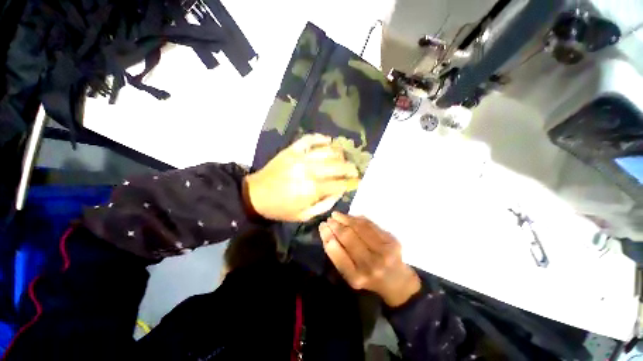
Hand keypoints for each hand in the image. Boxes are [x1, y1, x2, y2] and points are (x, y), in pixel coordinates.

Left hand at [244, 134, 359, 221]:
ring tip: (343, 157)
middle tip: (354, 170)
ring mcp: (300, 157)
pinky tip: (328, 140)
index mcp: (313, 189)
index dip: (352, 182)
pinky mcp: (292, 150)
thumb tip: (340, 192)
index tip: (358, 181)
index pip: (340, 183)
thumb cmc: (281, 208)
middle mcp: (310, 170)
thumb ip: (325, 204)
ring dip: (339, 153)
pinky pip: (309, 139)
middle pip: (338, 165)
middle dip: (350, 168)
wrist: (255, 195)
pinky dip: (321, 138)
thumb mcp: (305, 215)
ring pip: (327, 150)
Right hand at [319, 212, 420, 306]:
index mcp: (356, 277)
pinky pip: (370, 225)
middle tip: (329, 219)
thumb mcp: (351, 276)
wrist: (397, 281)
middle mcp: (370, 265)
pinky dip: (358, 218)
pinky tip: (350, 216)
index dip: (328, 236)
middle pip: (348, 238)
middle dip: (336, 225)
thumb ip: (339, 257)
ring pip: (359, 228)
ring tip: (336, 214)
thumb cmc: (369, 278)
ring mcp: (383, 252)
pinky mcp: (392, 241)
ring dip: (345, 218)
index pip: (337, 253)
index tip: (322, 226)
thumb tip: (329, 233)